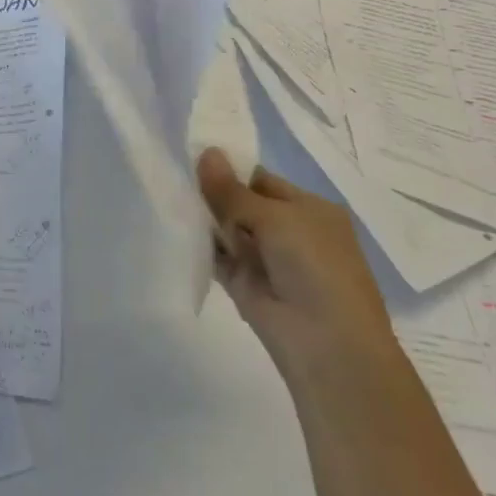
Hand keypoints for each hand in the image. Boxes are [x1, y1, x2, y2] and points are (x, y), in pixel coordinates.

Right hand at [197, 149, 397, 382]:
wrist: (326, 343)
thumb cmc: (314, 267)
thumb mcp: (275, 218)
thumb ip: (232, 191)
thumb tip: (206, 152)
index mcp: (310, 209)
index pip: (262, 180)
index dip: (230, 170)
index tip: (192, 157)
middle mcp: (289, 231)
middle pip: (241, 203)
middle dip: (213, 192)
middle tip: (174, 173)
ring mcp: (266, 258)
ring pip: (227, 229)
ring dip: (203, 217)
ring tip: (168, 194)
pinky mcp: (244, 283)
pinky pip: (216, 255)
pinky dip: (198, 243)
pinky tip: (174, 225)